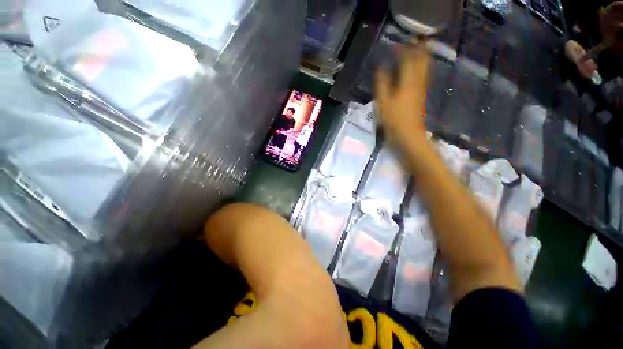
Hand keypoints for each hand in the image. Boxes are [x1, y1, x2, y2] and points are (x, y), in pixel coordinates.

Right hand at [375, 45, 430, 149]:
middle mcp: (416, 83)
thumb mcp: (384, 101)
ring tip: (425, 48)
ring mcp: (420, 90)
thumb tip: (382, 67)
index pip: (408, 61)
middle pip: (420, 63)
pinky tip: (422, 67)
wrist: (411, 138)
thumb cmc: (395, 120)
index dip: (408, 49)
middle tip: (423, 39)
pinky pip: (423, 77)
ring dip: (424, 58)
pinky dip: (423, 68)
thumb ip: (383, 82)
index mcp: (406, 82)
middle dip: (421, 51)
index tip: (409, 38)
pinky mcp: (421, 96)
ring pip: (424, 70)